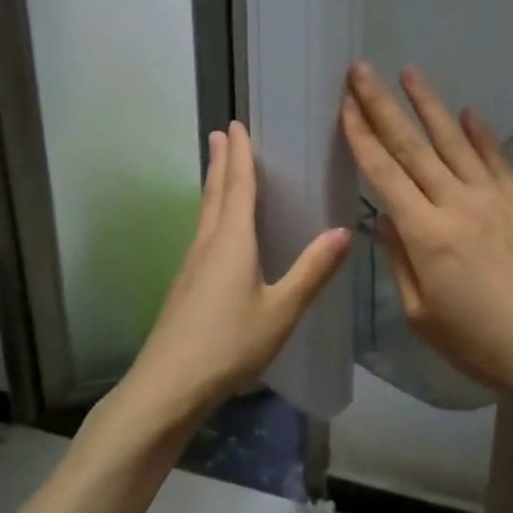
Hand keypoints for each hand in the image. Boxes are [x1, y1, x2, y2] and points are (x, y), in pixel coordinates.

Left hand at [125, 122, 351, 416]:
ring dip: (213, 185)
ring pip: (205, 213)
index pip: (237, 187)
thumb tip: (344, 230)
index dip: (240, 156)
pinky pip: (202, 234)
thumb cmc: (229, 345)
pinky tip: (216, 231)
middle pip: (215, 193)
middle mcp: (208, 244)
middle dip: (221, 162)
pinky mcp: (185, 286)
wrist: (168, 387)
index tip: (236, 125)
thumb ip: (312, 271)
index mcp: (232, 242)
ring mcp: (191, 266)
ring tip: (218, 169)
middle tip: (221, 133)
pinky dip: (212, 214)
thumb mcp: (281, 311)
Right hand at [339, 61, 512, 405]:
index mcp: (425, 234)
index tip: (344, 104)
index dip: (361, 136)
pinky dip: (481, 133)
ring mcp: (494, 198)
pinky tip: (468, 111)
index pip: (384, 173)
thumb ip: (400, 261)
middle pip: (412, 146)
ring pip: (454, 141)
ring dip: (429, 104)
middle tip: (361, 70)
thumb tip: (386, 218)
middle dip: (382, 105)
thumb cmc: (480, 342)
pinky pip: (497, 159)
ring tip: (410, 71)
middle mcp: (456, 203)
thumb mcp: (422, 315)